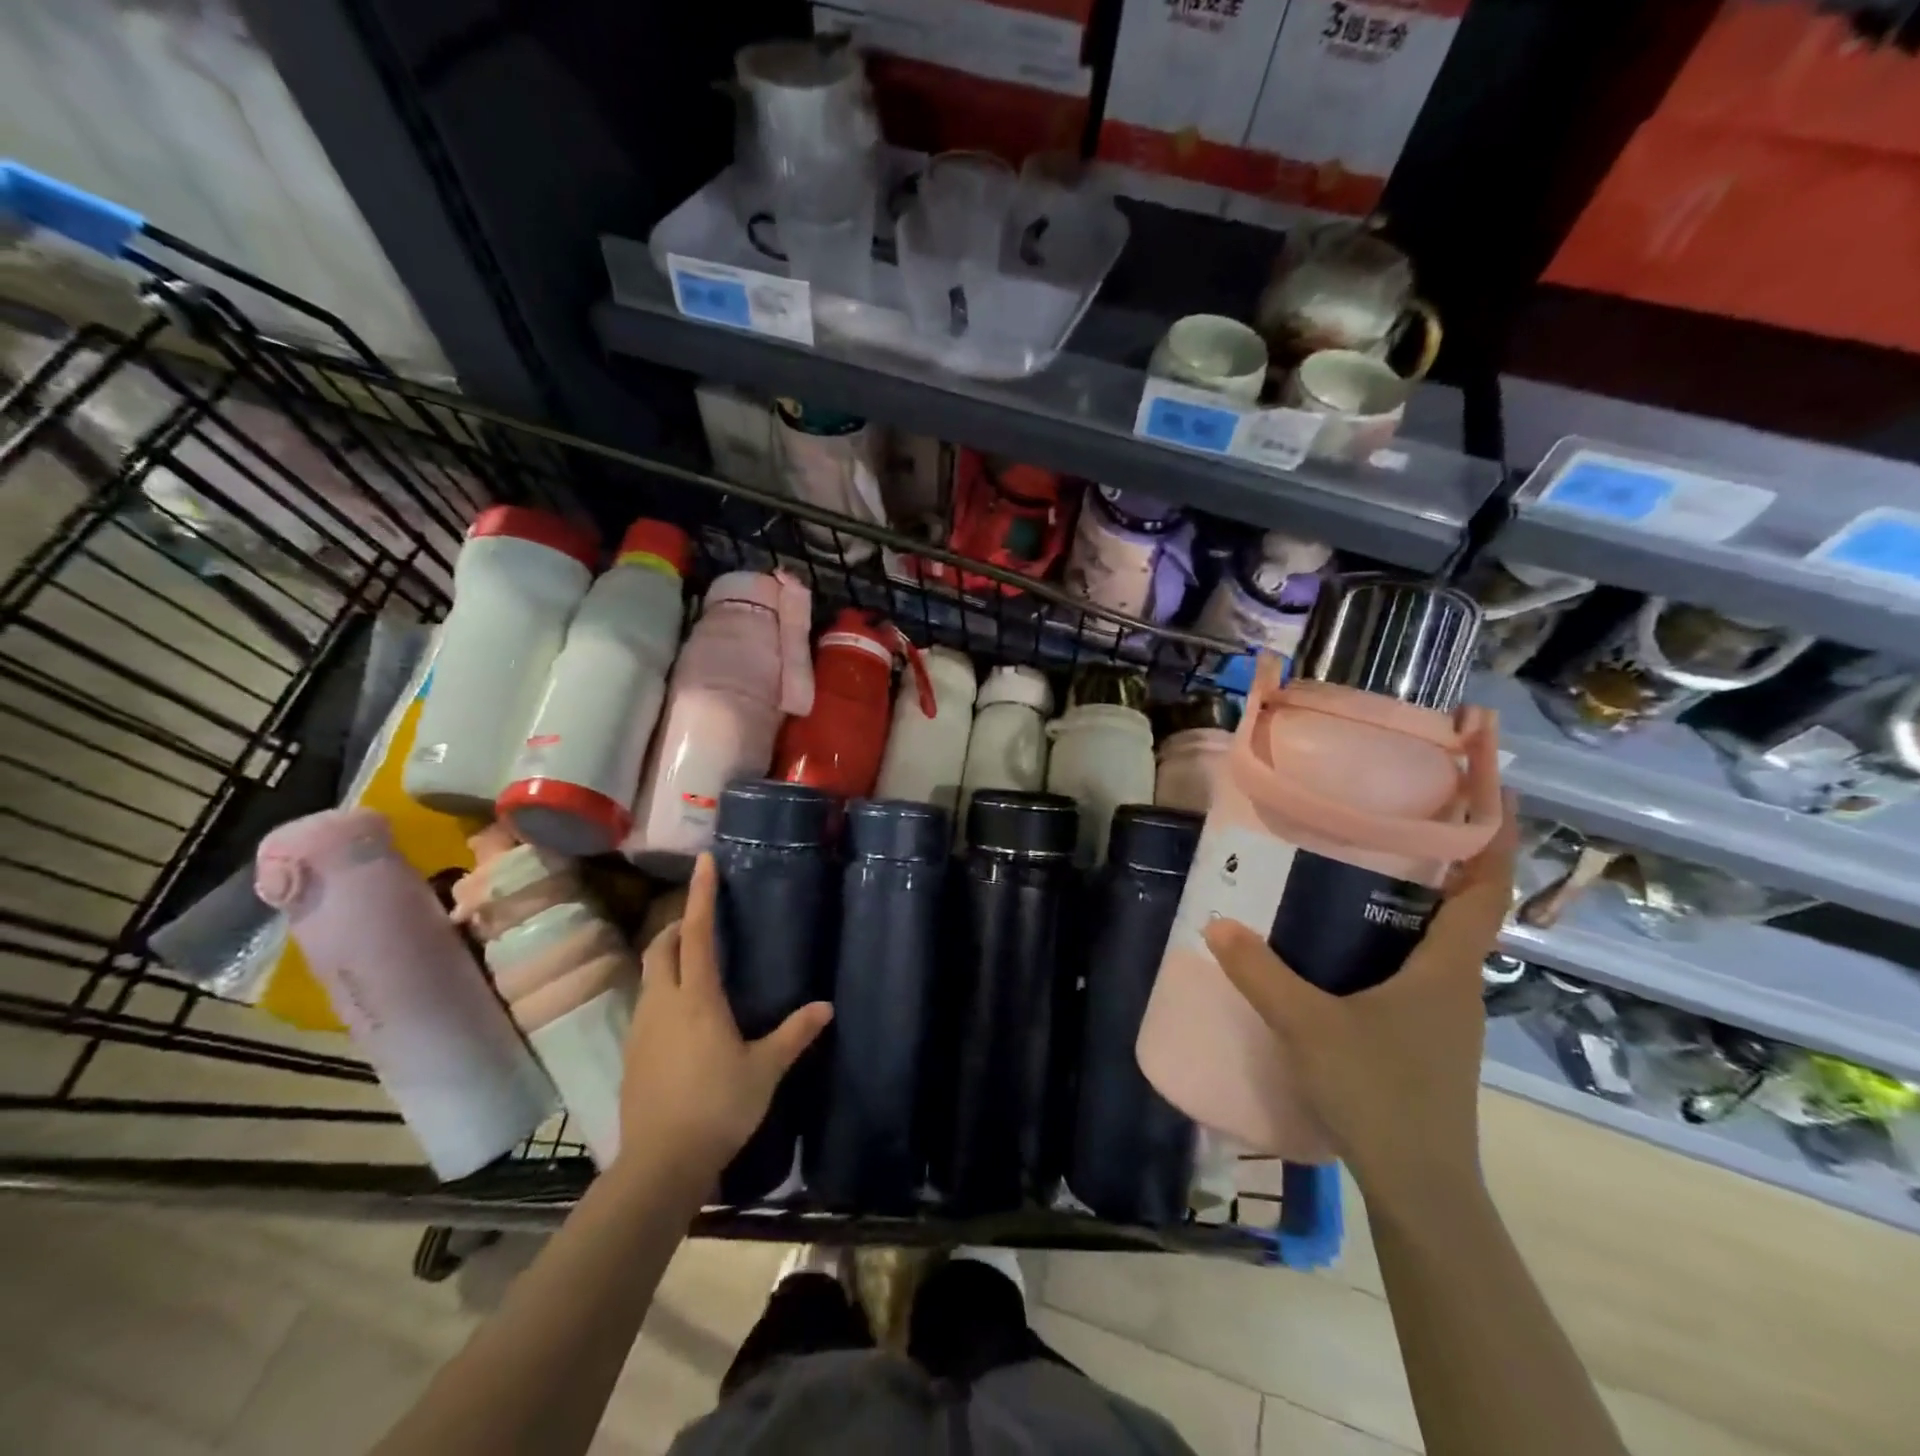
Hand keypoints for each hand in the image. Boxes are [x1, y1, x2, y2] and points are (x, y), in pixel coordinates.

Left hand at [620, 854, 831, 1182]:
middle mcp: (663, 1003)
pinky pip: (645, 1005)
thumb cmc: (718, 1107)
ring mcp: (640, 1029)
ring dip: (667, 960)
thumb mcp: (764, 1070)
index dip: (700, 895)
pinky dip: (662, 992)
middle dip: (675, 926)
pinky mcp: (631, 1054)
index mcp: (697, 998)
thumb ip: (794, 1035)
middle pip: (660, 949)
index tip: (704, 862)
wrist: (660, 1164)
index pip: (695, 933)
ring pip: (649, 977)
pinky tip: (682, 1017)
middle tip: (699, 922)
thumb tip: (826, 1007)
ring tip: (694, 967)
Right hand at [1202, 798, 1516, 1215]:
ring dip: (1415, 907)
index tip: (1492, 794)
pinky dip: (1395, 946)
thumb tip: (1218, 924)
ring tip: (1362, 877)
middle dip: (1441, 864)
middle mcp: (1457, 986)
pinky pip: (1418, 974)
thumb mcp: (1308, 1026)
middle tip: (1391, 824)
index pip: (1485, 893)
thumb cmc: (1380, 1093)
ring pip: (1438, 945)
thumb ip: (1260, 973)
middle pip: (1463, 912)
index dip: (1493, 842)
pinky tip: (1348, 951)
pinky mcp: (1428, 1042)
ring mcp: (1446, 1018)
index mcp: (1446, 970)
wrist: (1420, 1187)